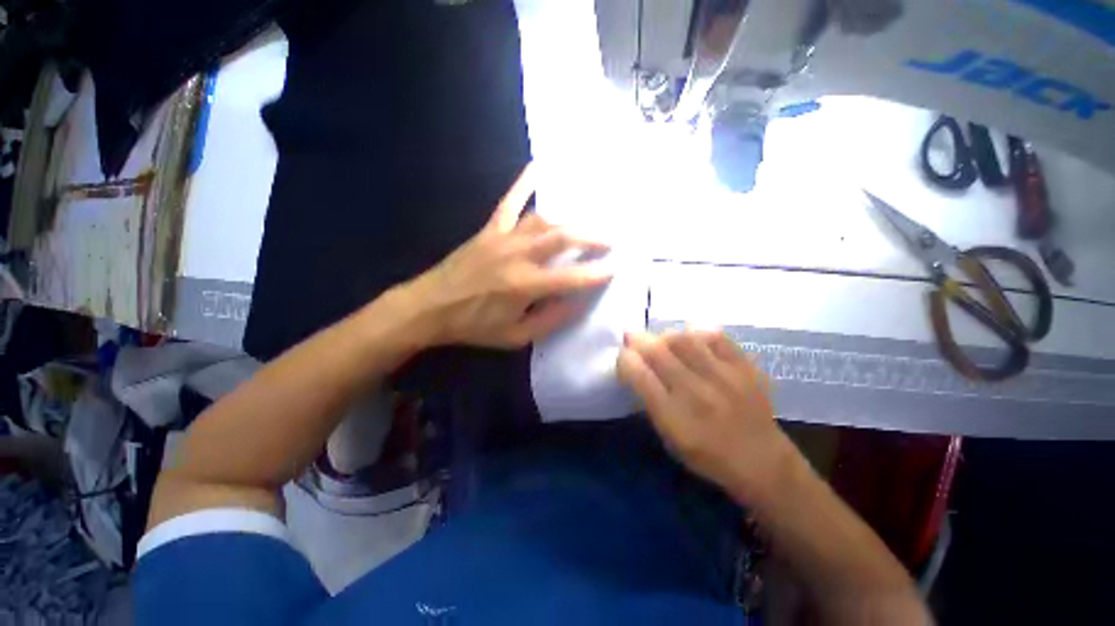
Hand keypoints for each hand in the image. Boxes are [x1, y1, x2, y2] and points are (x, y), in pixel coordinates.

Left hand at [405, 164, 612, 348]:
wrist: (430, 307)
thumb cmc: (474, 326)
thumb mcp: (515, 336)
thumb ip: (550, 320)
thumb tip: (578, 302)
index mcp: (525, 286)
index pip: (571, 278)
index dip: (596, 273)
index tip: (615, 268)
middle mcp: (518, 256)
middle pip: (563, 238)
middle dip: (591, 238)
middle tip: (610, 241)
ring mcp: (503, 238)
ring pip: (543, 220)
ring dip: (569, 221)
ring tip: (586, 225)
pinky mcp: (490, 230)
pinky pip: (509, 202)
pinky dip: (524, 183)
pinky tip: (537, 167)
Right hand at [617, 329, 789, 498]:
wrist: (762, 462)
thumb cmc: (708, 456)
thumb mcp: (669, 438)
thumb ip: (651, 402)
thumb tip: (637, 368)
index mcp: (673, 416)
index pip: (638, 374)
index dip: (624, 359)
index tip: (623, 357)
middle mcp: (695, 392)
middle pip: (657, 351)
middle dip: (637, 340)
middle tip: (632, 336)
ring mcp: (723, 377)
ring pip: (684, 339)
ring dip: (665, 336)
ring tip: (663, 340)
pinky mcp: (745, 368)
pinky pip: (715, 337)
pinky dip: (698, 334)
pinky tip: (692, 339)